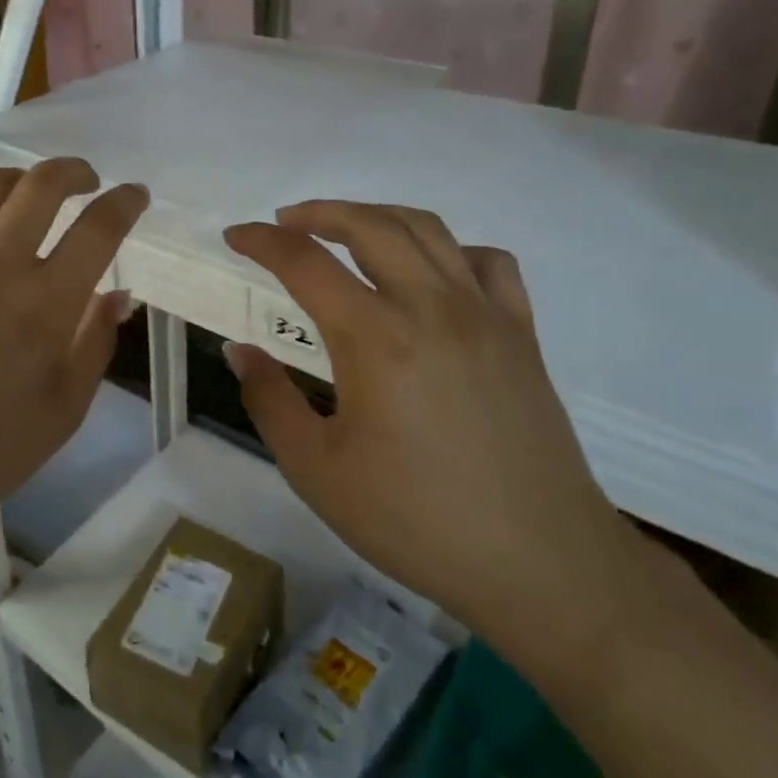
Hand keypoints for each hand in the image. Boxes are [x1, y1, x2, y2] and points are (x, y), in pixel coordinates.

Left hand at [0, 158, 146, 537]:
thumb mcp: (63, 412)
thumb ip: (95, 343)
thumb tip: (118, 294)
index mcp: (43, 306)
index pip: (98, 229)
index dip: (124, 203)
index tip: (133, 196)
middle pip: (42, 185)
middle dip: (75, 172)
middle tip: (84, 181)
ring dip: (21, 183)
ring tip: (27, 200)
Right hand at [224, 201, 644, 679]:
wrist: (541, 564)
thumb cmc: (416, 521)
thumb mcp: (316, 470)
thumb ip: (270, 400)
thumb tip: (240, 352)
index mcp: (375, 338)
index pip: (305, 262)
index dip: (262, 241)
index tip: (235, 237)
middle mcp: (431, 307)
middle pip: (369, 225)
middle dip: (318, 212)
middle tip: (284, 223)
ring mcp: (485, 314)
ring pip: (427, 230)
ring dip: (376, 217)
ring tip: (346, 230)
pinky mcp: (521, 334)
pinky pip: (487, 263)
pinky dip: (449, 249)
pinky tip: (431, 274)